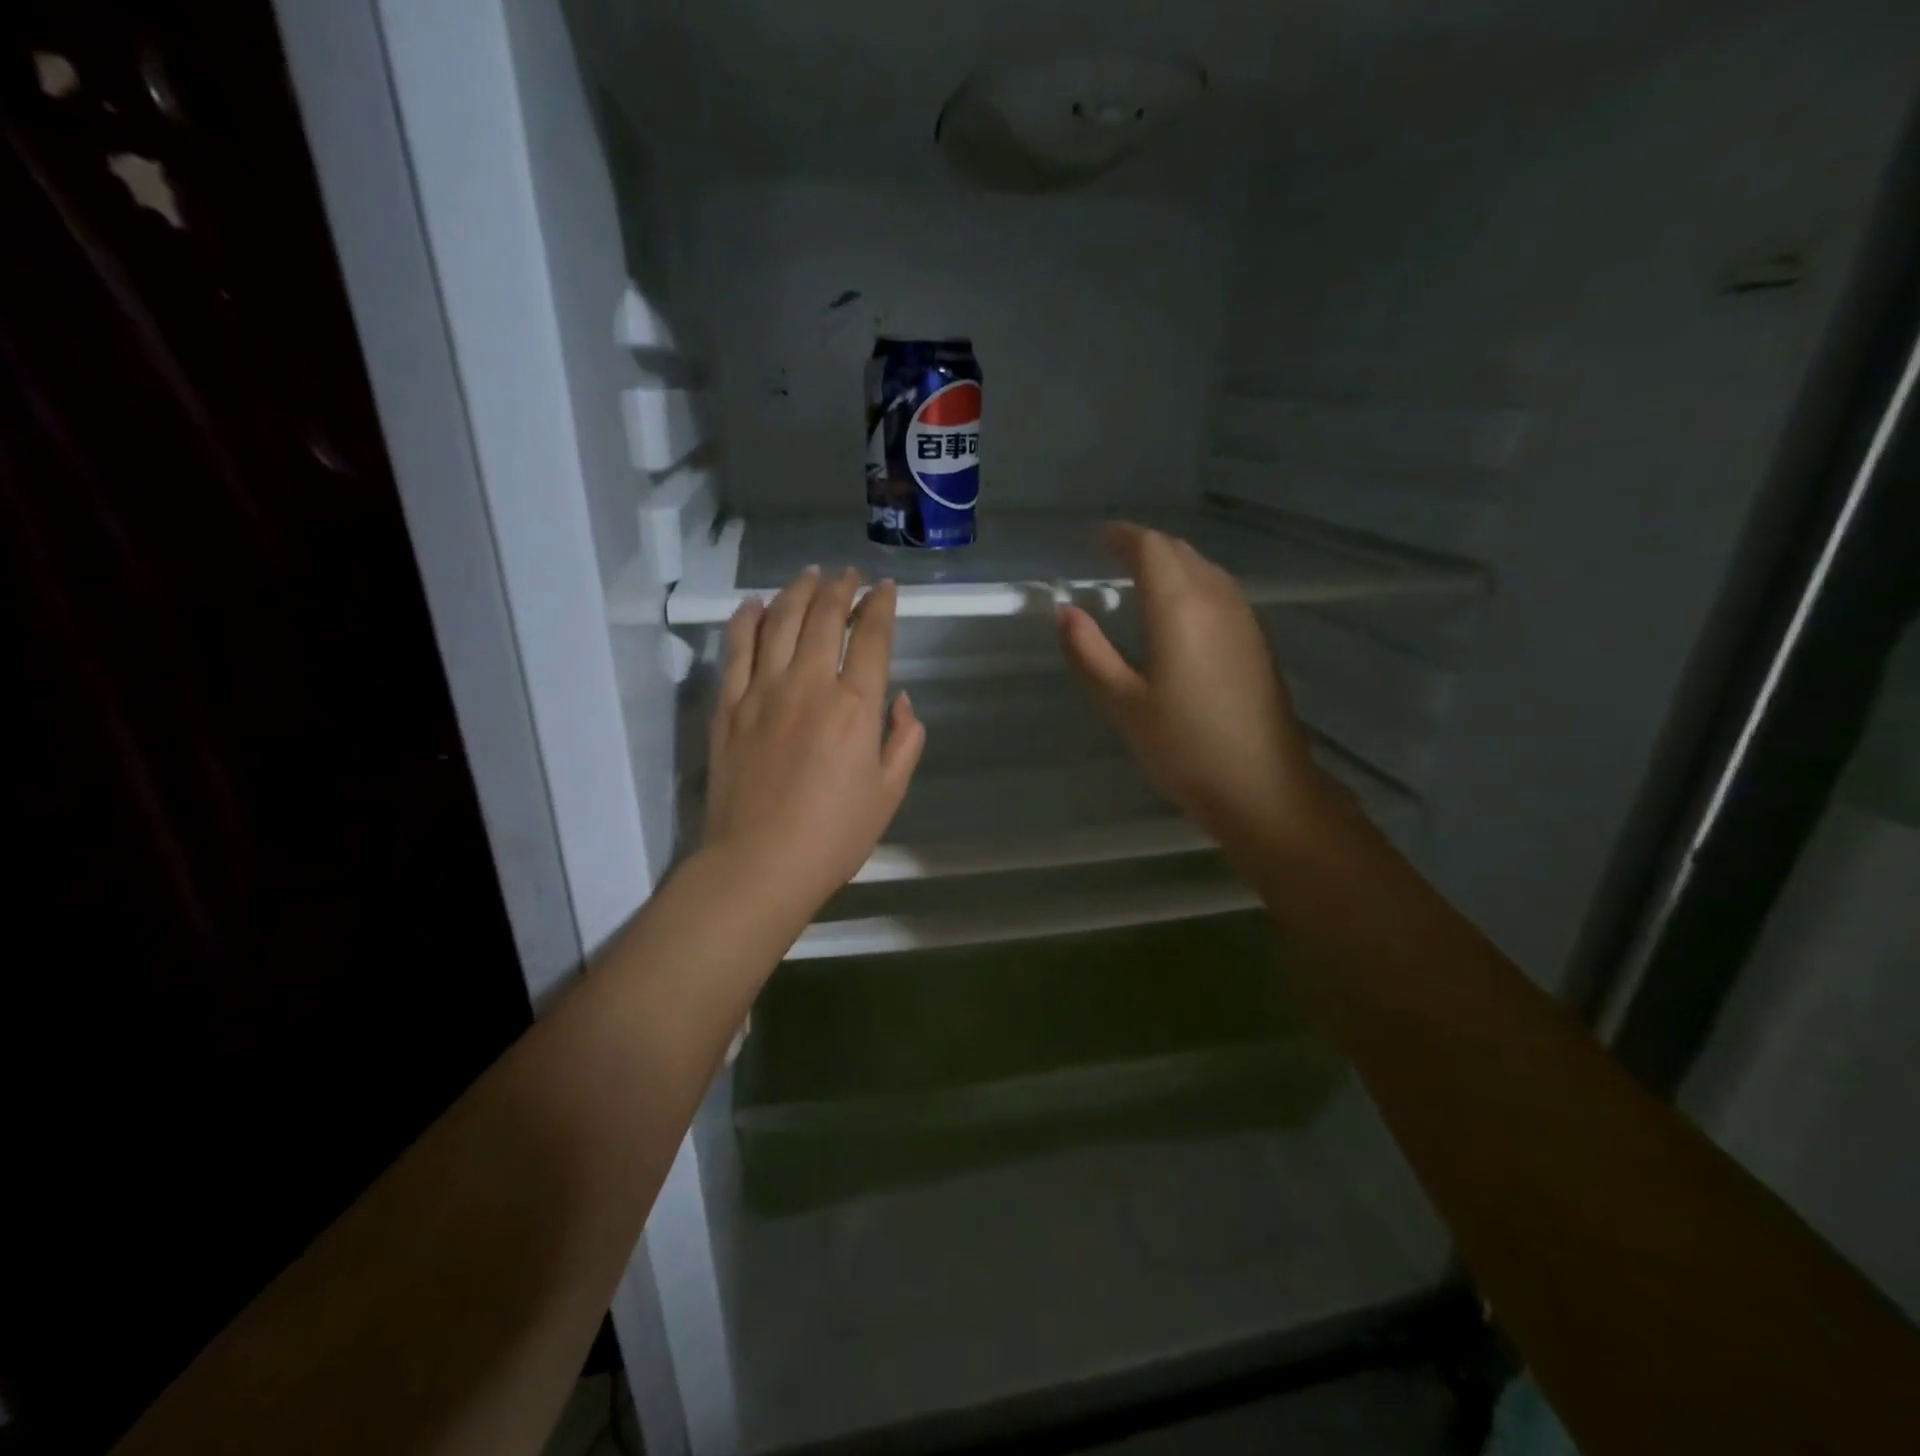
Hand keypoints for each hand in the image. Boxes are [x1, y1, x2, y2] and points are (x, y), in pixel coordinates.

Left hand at [705, 567, 924, 916]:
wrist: (759, 864)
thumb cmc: (834, 836)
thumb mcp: (889, 793)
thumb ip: (904, 740)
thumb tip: (900, 701)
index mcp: (855, 707)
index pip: (872, 637)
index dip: (880, 606)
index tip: (885, 589)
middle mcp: (809, 685)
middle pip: (823, 617)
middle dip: (840, 588)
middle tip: (848, 574)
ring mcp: (762, 692)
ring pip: (779, 621)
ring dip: (797, 591)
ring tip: (809, 576)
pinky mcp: (728, 707)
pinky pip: (736, 649)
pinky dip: (745, 620)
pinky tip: (754, 605)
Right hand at [1057, 525, 1338, 858]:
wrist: (1262, 787)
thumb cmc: (1184, 748)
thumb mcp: (1123, 703)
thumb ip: (1090, 653)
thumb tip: (1066, 611)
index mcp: (1180, 609)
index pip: (1152, 549)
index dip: (1123, 537)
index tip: (1097, 539)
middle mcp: (1217, 601)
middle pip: (1181, 552)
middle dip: (1146, 546)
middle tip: (1112, 556)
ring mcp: (1244, 620)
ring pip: (1205, 570)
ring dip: (1172, 564)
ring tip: (1141, 578)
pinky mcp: (1257, 642)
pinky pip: (1220, 592)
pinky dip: (1192, 585)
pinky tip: (1179, 612)